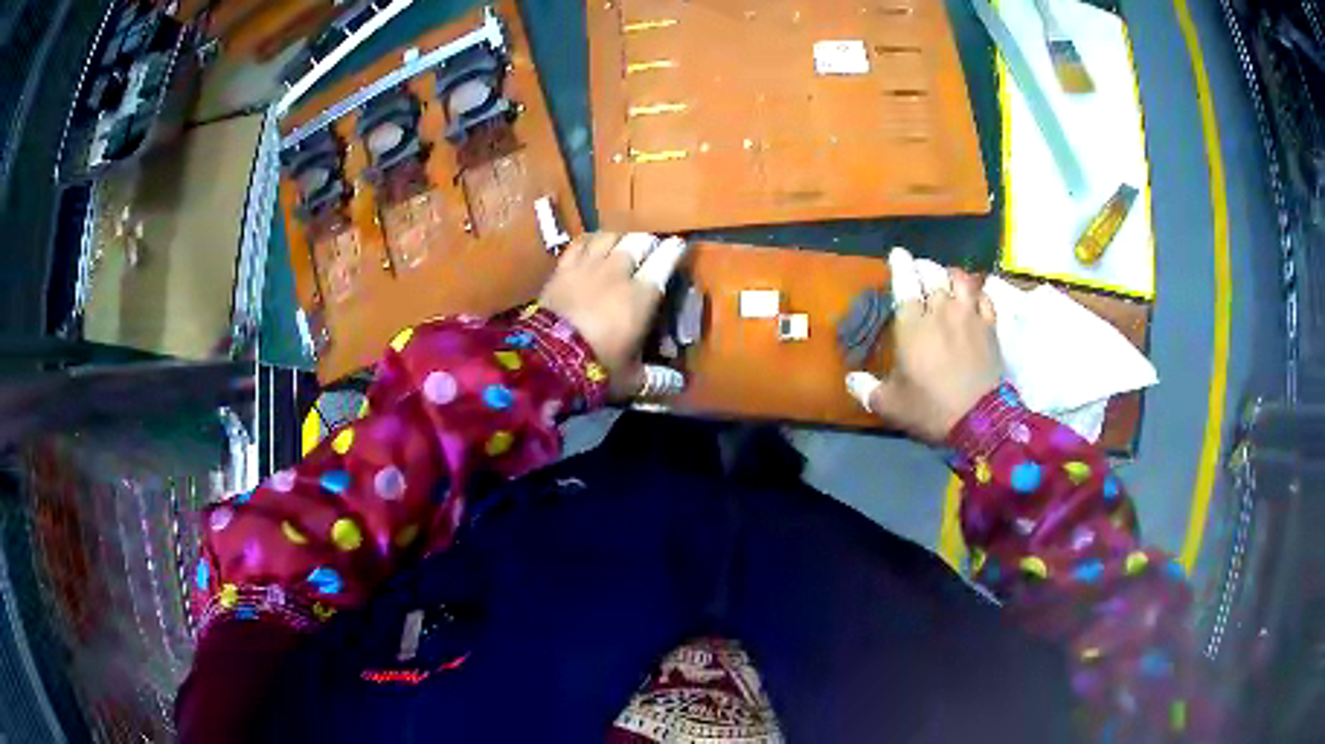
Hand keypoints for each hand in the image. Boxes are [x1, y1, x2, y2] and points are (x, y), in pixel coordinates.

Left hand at [539, 232, 688, 398]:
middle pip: (638, 241)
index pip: (664, 260)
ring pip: (610, 236)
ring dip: (620, 238)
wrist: (547, 360)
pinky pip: (580, 243)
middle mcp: (618, 272)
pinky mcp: (562, 269)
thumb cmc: (598, 369)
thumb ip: (656, 379)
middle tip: (651, 249)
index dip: (674, 250)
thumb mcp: (632, 380)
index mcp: (642, 295)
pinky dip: (591, 240)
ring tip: (623, 245)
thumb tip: (678, 384)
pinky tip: (593, 245)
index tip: (679, 246)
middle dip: (648, 242)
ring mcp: (588, 266)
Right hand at [846, 248, 1002, 442]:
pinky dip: (977, 292)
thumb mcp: (891, 404)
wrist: (979, 419)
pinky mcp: (990, 327)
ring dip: (951, 274)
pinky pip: (984, 297)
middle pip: (933, 274)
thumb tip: (851, 380)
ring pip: (961, 279)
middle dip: (924, 267)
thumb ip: (868, 390)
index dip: (901, 264)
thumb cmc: (930, 408)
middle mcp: (941, 310)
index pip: (905, 282)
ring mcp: (969, 316)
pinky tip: (973, 297)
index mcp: (912, 324)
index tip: (898, 254)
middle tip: (920, 269)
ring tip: (947, 278)